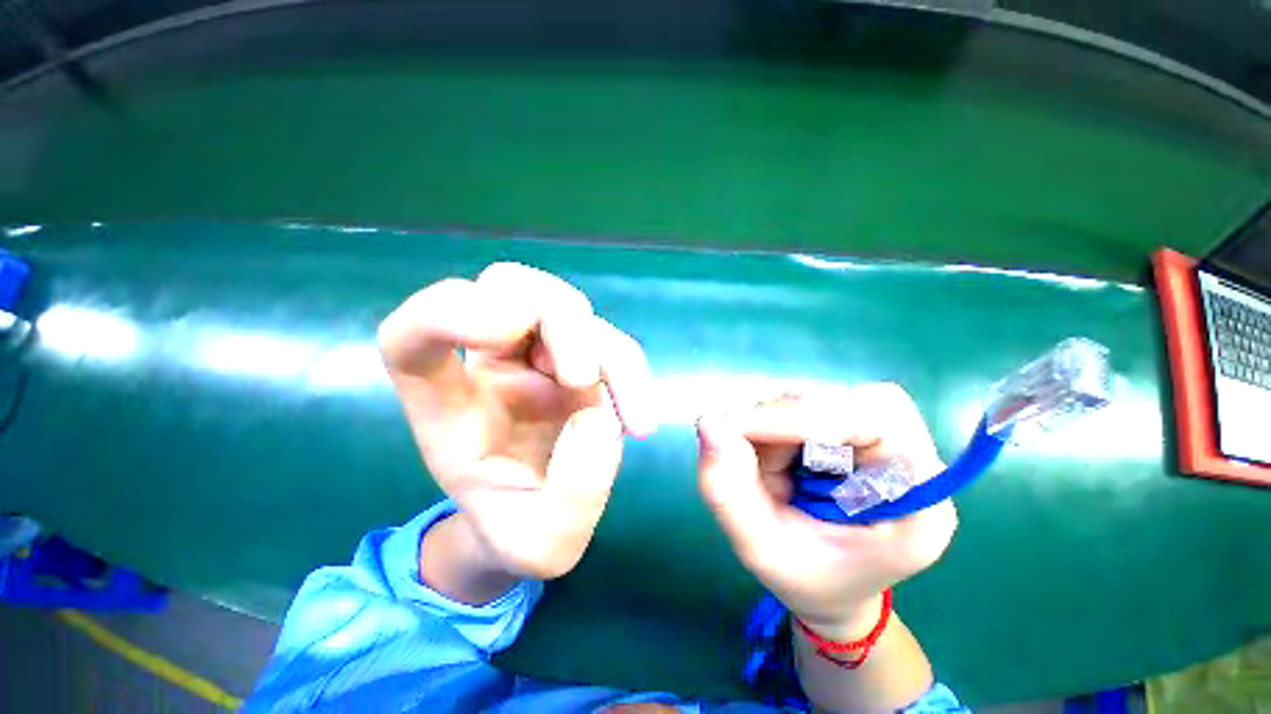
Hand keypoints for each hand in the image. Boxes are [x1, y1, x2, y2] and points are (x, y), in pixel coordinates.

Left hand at [378, 263, 656, 581]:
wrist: (543, 518)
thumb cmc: (521, 530)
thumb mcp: (542, 546)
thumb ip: (571, 498)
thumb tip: (598, 420)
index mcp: (451, 405)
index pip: (414, 335)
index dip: (444, 311)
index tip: (506, 330)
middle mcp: (492, 366)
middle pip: (506, 286)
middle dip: (552, 319)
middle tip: (580, 378)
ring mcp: (540, 356)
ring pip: (561, 301)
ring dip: (597, 345)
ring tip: (623, 413)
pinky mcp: (581, 360)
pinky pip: (607, 338)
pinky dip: (629, 369)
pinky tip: (637, 419)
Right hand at [696, 384, 956, 637]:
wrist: (833, 588)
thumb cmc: (808, 579)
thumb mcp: (759, 550)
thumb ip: (727, 490)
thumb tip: (707, 422)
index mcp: (917, 502)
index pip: (878, 418)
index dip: (808, 415)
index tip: (744, 428)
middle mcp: (908, 459)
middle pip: (846, 399)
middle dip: (785, 422)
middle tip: (746, 454)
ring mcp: (882, 440)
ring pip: (819, 397)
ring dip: (776, 425)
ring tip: (766, 470)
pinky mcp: (853, 430)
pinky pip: (807, 405)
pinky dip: (776, 424)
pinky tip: (773, 458)